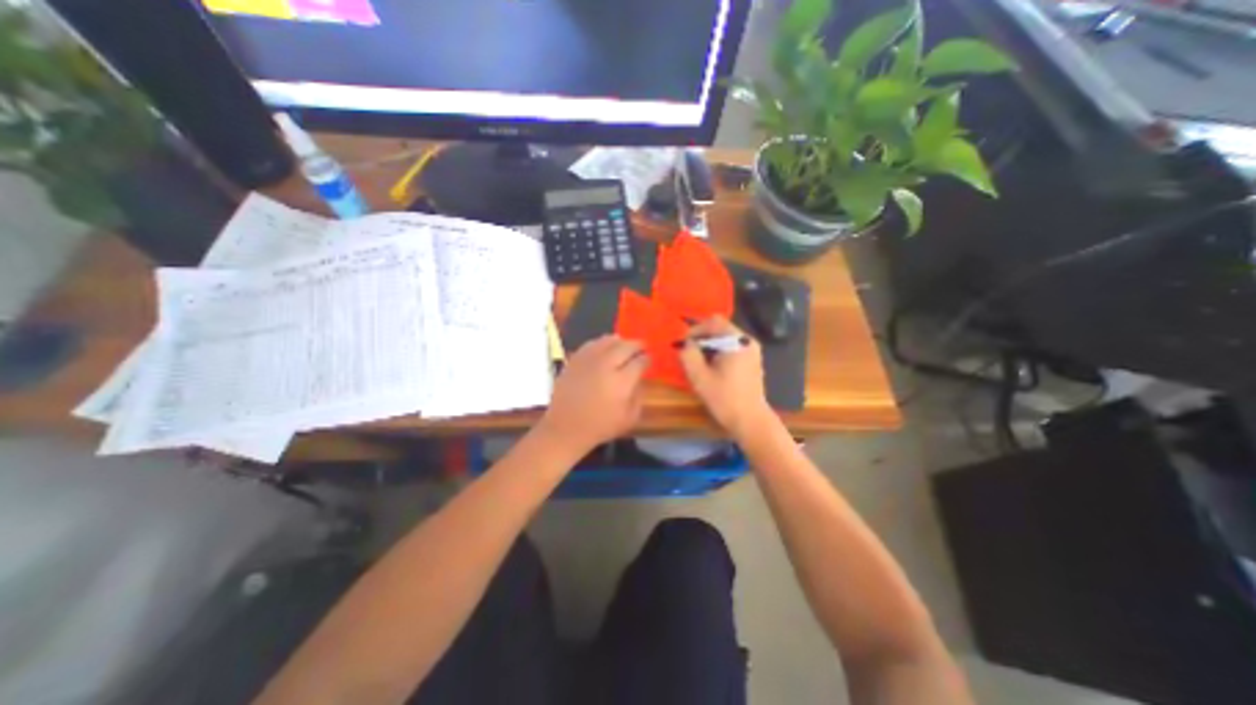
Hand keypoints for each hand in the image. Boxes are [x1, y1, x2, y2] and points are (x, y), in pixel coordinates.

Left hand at [537, 335, 646, 456]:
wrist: (566, 428)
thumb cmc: (600, 426)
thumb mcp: (629, 418)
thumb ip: (639, 396)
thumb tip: (640, 379)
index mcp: (622, 382)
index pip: (639, 362)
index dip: (647, 359)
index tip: (649, 359)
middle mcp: (606, 366)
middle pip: (625, 346)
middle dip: (636, 345)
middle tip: (641, 347)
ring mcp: (588, 361)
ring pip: (608, 341)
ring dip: (620, 341)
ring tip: (624, 344)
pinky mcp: (575, 360)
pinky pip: (591, 344)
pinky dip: (601, 343)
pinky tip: (604, 347)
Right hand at [676, 318, 776, 438]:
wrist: (750, 420)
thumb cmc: (725, 399)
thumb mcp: (700, 377)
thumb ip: (689, 355)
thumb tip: (683, 343)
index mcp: (737, 341)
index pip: (713, 322)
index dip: (695, 329)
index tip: (683, 343)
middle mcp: (747, 340)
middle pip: (720, 328)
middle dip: (701, 337)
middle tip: (687, 351)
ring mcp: (752, 350)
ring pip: (725, 337)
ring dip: (709, 345)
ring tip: (696, 360)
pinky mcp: (751, 359)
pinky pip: (731, 347)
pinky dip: (718, 351)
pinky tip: (710, 366)